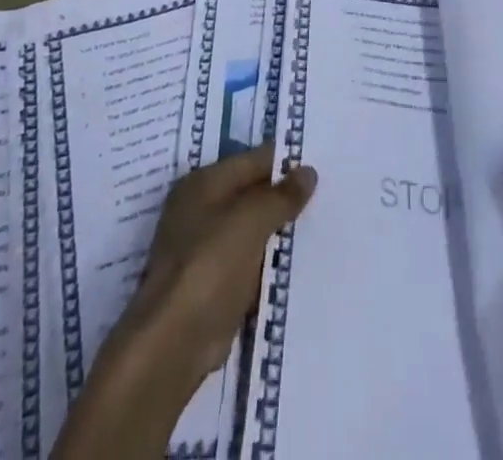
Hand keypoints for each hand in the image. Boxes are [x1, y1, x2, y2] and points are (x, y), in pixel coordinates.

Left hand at [112, 144, 317, 392]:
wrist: (174, 343)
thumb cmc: (210, 265)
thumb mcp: (252, 220)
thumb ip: (282, 195)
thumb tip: (308, 172)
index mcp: (204, 182)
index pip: (254, 160)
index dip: (287, 162)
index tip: (322, 164)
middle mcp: (200, 208)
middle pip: (252, 193)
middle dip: (285, 196)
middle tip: (328, 194)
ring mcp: (204, 248)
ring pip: (252, 228)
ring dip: (279, 230)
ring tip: (322, 223)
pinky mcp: (212, 283)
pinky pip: (249, 260)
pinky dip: (269, 260)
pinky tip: (298, 260)